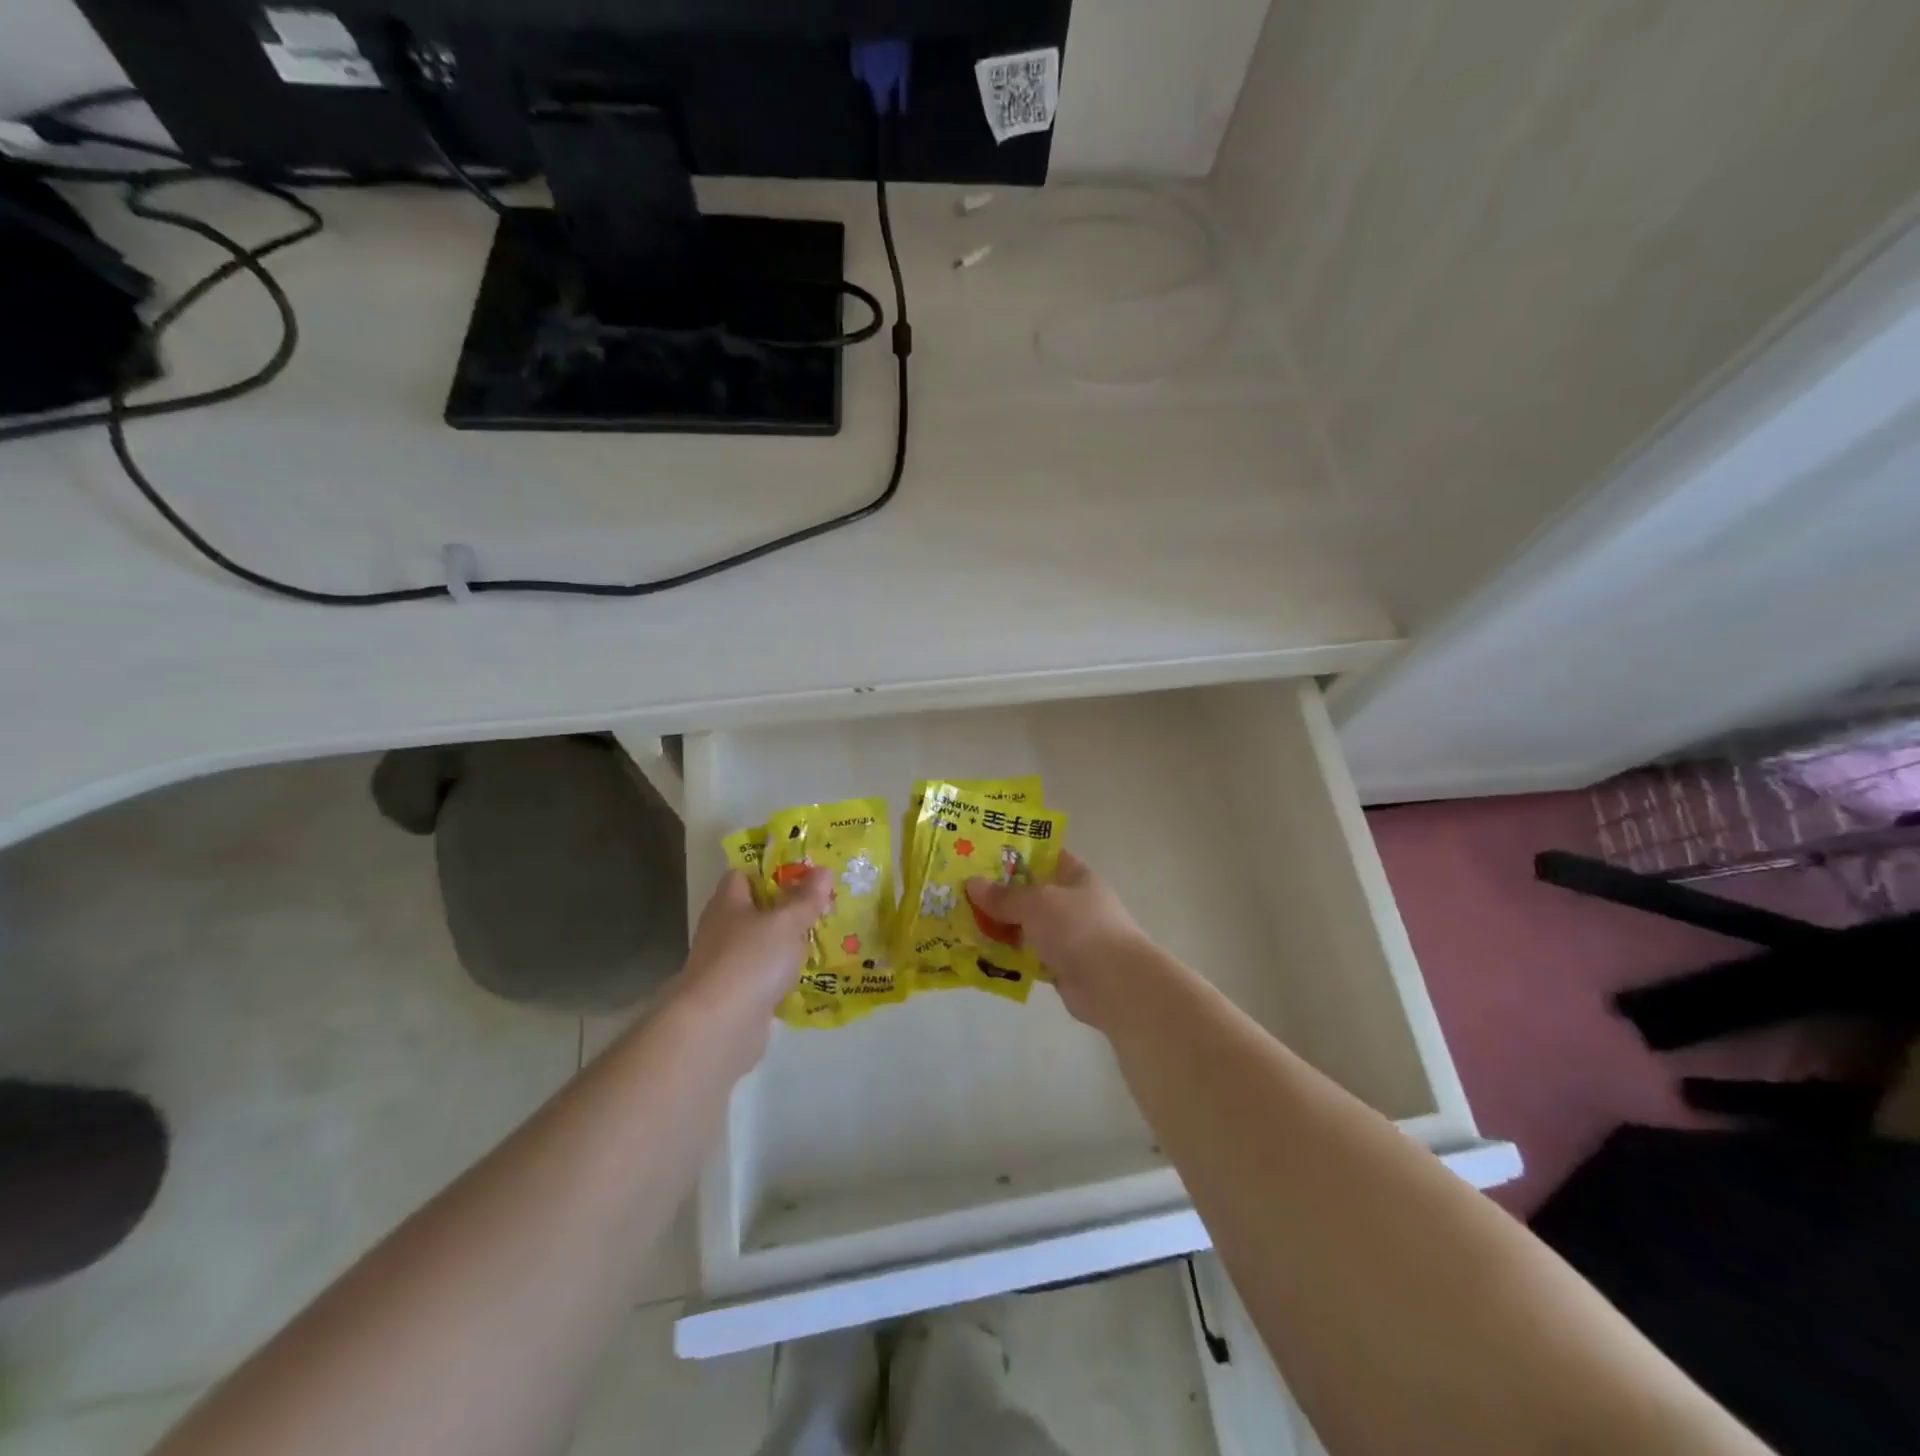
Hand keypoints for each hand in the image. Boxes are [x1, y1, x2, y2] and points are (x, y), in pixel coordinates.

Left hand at [678, 868, 832, 1026]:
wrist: (719, 1027)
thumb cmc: (751, 959)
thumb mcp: (786, 922)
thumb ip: (806, 898)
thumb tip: (824, 870)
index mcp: (728, 903)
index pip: (743, 874)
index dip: (770, 869)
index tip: (803, 870)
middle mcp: (722, 930)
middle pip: (754, 909)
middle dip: (785, 906)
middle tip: (822, 902)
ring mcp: (727, 965)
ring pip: (761, 944)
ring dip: (786, 942)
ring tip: (824, 936)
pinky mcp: (737, 996)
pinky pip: (764, 976)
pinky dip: (783, 974)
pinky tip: (809, 974)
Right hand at [966, 853, 1151, 1026]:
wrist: (1114, 984)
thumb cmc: (1078, 928)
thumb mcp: (1036, 902)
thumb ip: (1004, 895)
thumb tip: (972, 883)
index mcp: (1076, 876)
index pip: (1045, 855)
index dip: (1017, 853)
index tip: (983, 855)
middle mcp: (1073, 903)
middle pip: (1031, 893)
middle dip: (1000, 894)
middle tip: (962, 891)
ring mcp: (1069, 936)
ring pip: (1027, 926)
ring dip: (1001, 928)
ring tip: (962, 924)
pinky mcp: (1062, 966)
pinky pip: (1029, 956)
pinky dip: (1010, 956)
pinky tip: (981, 955)